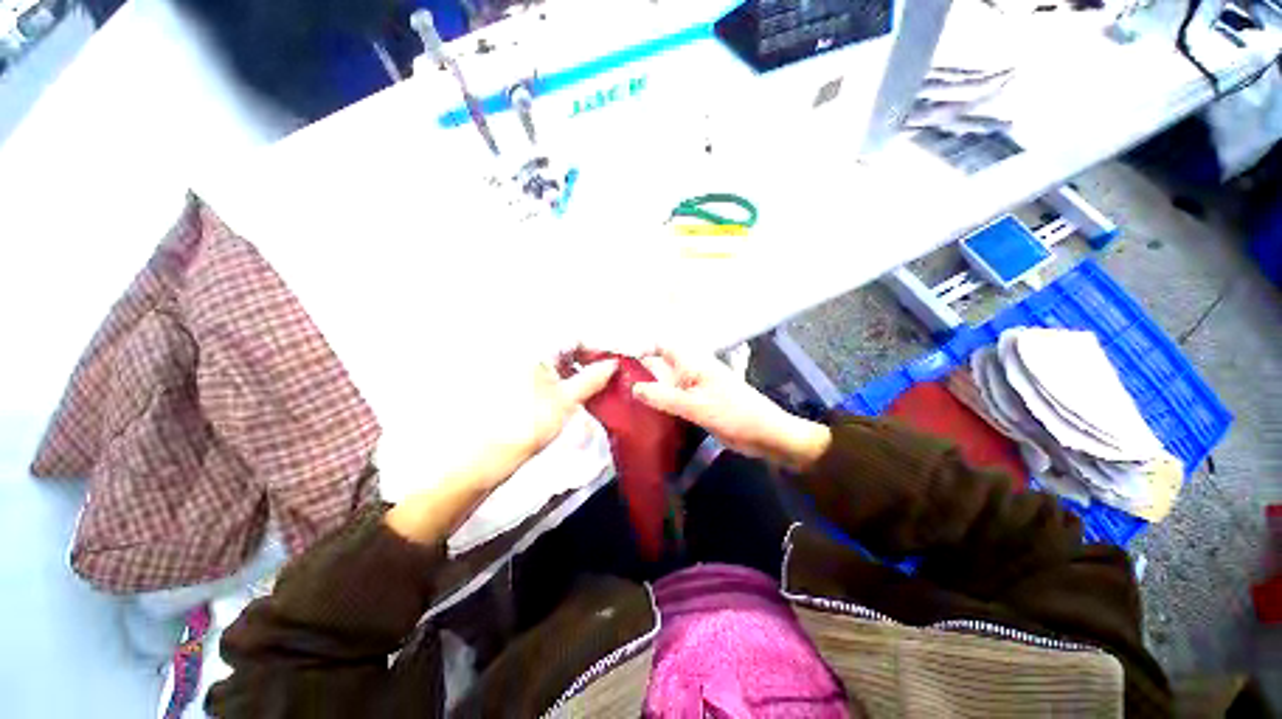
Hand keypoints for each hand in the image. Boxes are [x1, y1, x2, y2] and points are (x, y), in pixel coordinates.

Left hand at [486, 356, 619, 482]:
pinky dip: (565, 381)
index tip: (612, 364)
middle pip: (565, 349)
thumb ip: (593, 378)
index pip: (574, 338)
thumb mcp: (568, 399)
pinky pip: (548, 375)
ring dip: (578, 372)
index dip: (596, 349)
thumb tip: (612, 365)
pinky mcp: (519, 385)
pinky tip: (576, 394)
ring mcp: (521, 369)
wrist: (490, 454)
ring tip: (595, 388)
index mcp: (535, 350)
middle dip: (588, 361)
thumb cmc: (529, 423)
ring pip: (558, 363)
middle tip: (607, 377)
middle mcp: (526, 353)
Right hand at [632, 347, 829, 471]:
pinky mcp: (699, 404)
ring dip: (649, 387)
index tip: (619, 361)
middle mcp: (692, 371)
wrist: (765, 434)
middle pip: (662, 364)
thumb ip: (663, 397)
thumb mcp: (696, 406)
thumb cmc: (734, 415)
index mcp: (694, 364)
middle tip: (613, 382)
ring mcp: (696, 388)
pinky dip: (660, 401)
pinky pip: (674, 398)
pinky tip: (646, 411)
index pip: (663, 346)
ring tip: (622, 396)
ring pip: (667, 382)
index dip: (642, 348)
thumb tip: (633, 387)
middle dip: (641, 370)